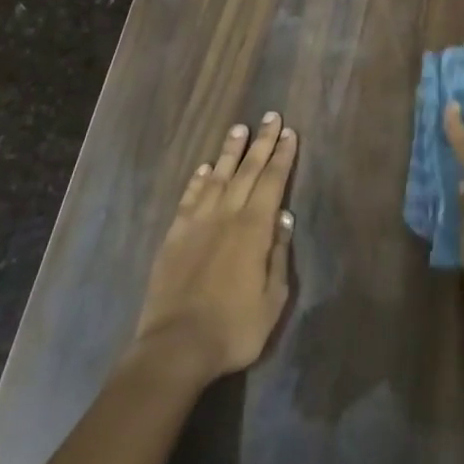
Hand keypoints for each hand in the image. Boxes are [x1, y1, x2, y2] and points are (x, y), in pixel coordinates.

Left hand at [132, 113, 297, 383]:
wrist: (175, 347)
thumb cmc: (233, 328)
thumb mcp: (273, 300)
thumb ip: (278, 255)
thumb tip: (283, 218)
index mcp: (254, 230)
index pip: (272, 182)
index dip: (282, 157)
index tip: (289, 133)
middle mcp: (226, 216)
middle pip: (247, 171)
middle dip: (261, 143)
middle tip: (270, 116)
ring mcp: (197, 223)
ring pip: (217, 177)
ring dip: (229, 152)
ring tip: (239, 129)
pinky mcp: (174, 235)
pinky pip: (189, 198)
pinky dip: (198, 180)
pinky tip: (205, 168)